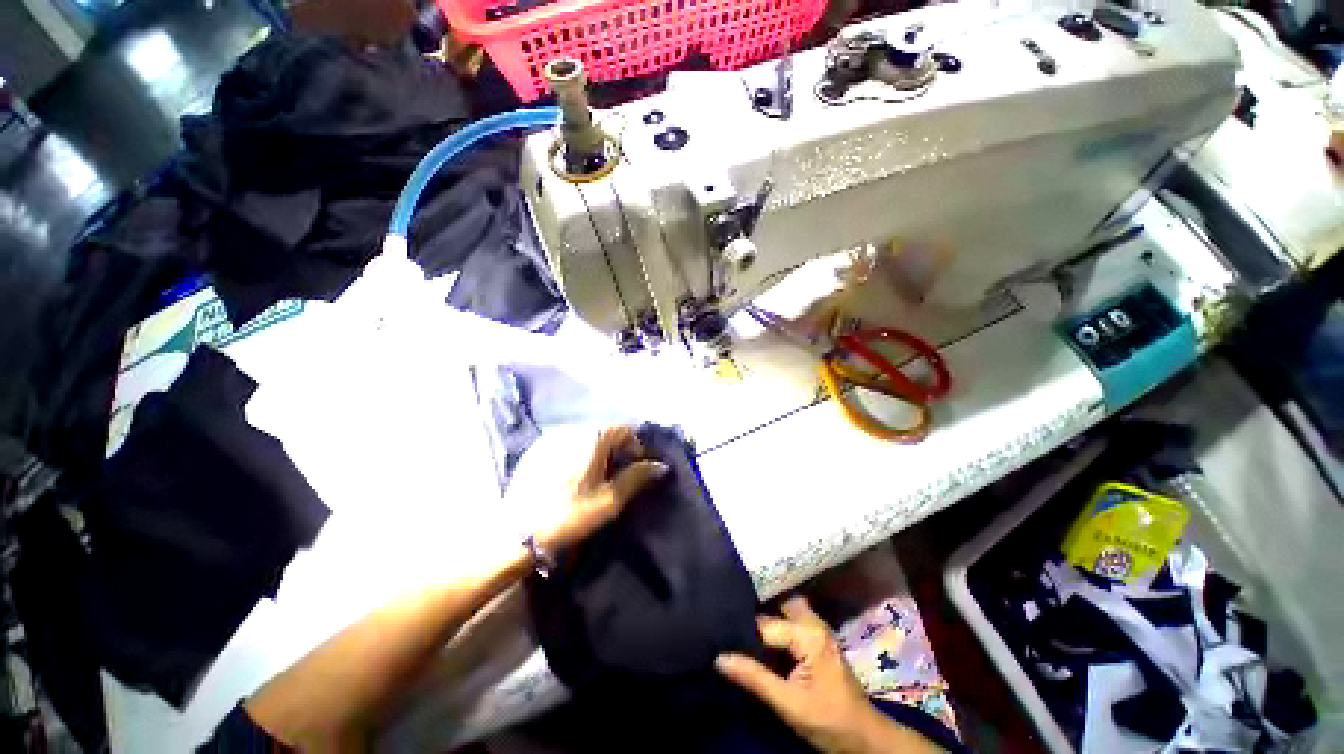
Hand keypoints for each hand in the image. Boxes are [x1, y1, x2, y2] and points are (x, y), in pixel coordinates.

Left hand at [537, 426, 667, 551]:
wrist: (516, 534)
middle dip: (615, 448)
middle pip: (602, 431)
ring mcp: (550, 438)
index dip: (634, 446)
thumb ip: (636, 477)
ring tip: (594, 476)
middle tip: (616, 474)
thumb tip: (661, 466)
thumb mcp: (609, 500)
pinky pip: (564, 444)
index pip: (623, 429)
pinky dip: (575, 453)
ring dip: (595, 450)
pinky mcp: (534, 450)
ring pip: (582, 437)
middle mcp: (571, 429)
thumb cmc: (569, 514)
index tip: (635, 467)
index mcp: (591, 437)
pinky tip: (570, 476)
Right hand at [716, 597, 930, 753]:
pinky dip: (779, 622)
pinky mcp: (819, 639)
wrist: (865, 738)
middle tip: (731, 617)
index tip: (722, 631)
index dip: (744, 629)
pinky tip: (764, 637)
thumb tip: (719, 657)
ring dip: (769, 613)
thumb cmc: (828, 720)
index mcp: (808, 635)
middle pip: (779, 603)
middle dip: (757, 606)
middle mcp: (814, 623)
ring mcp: (819, 630)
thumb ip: (755, 678)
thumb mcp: (788, 704)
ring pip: (787, 608)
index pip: (765, 623)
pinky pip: (794, 620)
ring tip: (742, 622)